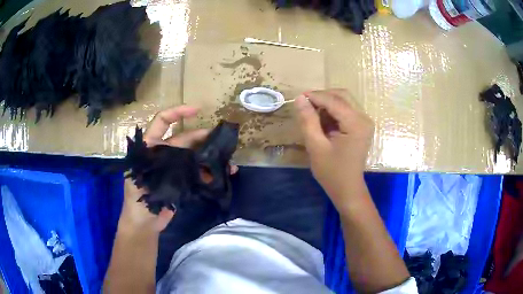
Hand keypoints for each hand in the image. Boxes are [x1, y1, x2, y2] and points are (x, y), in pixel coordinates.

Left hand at [120, 106, 237, 232]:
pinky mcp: (182, 180)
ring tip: (226, 156)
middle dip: (202, 136)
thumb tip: (177, 151)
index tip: (197, 110)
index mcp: (150, 147)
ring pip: (193, 154)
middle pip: (184, 138)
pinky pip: (198, 171)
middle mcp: (163, 153)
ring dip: (209, 154)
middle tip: (221, 138)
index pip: (162, 121)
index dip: (178, 112)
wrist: (144, 224)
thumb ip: (154, 161)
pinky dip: (210, 171)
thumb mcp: (138, 176)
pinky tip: (224, 173)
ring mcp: (174, 166)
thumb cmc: (136, 201)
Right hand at [294, 89, 373, 203]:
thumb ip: (308, 121)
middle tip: (305, 105)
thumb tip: (300, 99)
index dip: (315, 96)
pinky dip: (333, 111)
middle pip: (342, 95)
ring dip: (327, 104)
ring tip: (313, 116)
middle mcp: (364, 118)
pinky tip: (323, 122)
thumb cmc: (332, 172)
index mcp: (356, 124)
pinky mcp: (361, 126)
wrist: (348, 189)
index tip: (298, 98)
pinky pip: (346, 110)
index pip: (334, 101)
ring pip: (344, 101)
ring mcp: (364, 122)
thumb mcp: (316, 146)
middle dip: (322, 97)